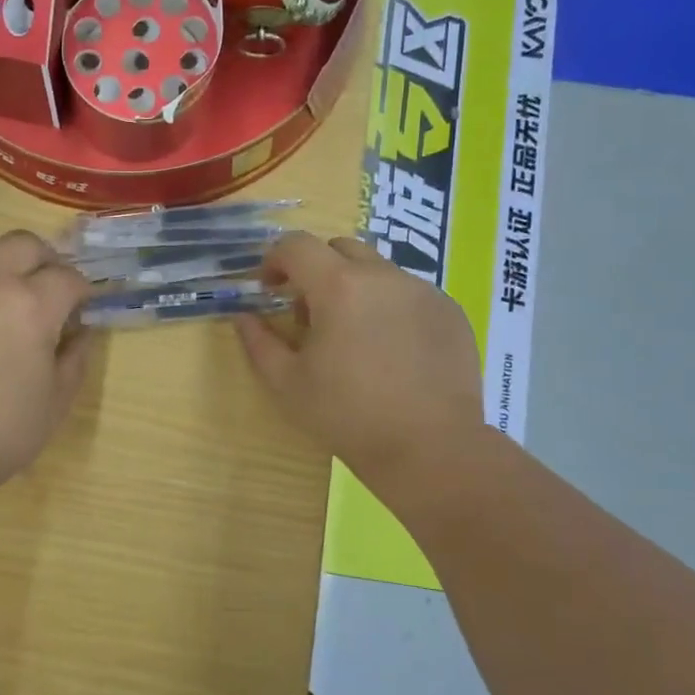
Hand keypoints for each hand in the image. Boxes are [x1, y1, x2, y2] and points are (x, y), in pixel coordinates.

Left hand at [0, 230, 93, 487]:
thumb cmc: (3, 429)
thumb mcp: (58, 398)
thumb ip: (76, 355)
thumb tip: (80, 330)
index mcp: (34, 305)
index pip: (68, 277)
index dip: (81, 292)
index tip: (81, 309)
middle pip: (26, 243)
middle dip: (45, 261)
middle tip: (47, 290)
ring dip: (3, 257)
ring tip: (5, 285)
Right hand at [235, 232, 487, 479]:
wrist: (430, 449)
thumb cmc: (347, 416)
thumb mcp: (287, 384)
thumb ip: (258, 342)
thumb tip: (244, 317)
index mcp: (339, 287)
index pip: (296, 245)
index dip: (274, 260)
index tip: (269, 289)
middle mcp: (383, 276)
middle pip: (339, 248)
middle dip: (316, 269)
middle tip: (310, 313)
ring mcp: (423, 291)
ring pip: (377, 270)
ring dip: (355, 288)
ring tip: (354, 336)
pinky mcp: (450, 312)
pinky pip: (410, 293)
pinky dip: (390, 307)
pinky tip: (391, 351)